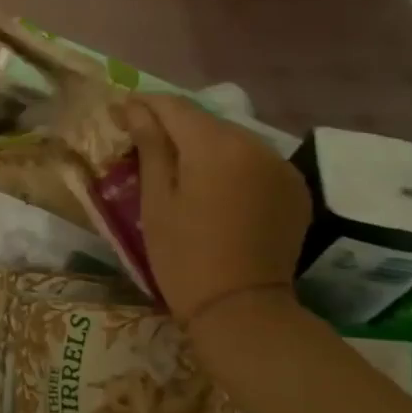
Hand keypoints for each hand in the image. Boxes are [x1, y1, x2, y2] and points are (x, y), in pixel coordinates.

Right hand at [124, 93, 311, 322]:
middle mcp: (255, 144)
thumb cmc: (183, 254)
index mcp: (215, 145)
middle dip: (172, 124)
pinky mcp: (293, 189)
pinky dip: (229, 164)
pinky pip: (253, 161)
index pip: (174, 106)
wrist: (240, 308)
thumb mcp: (155, 199)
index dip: (143, 104)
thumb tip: (134, 108)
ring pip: (231, 139)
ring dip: (202, 144)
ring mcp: (280, 166)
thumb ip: (149, 146)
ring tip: (176, 165)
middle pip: (205, 120)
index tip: (118, 112)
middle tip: (141, 140)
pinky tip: (212, 185)